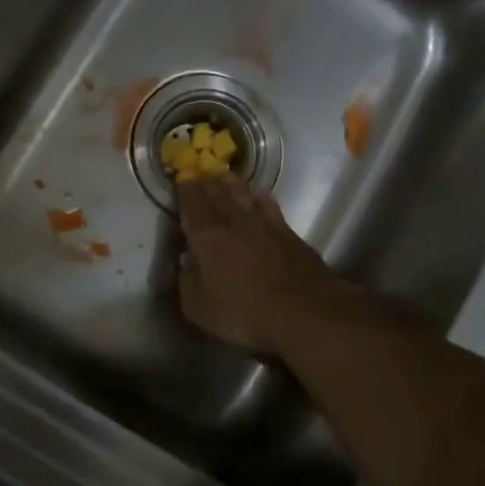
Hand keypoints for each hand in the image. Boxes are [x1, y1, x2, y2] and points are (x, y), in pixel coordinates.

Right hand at [176, 176, 342, 355]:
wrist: (303, 311)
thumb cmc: (243, 313)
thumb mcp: (199, 309)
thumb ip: (187, 281)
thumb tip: (186, 260)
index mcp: (206, 237)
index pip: (192, 206)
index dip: (185, 191)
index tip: (181, 179)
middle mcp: (234, 222)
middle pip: (217, 195)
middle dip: (205, 183)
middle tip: (199, 173)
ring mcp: (264, 224)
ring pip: (243, 194)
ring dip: (231, 184)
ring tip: (224, 176)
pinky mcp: (288, 233)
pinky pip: (269, 205)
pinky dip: (260, 196)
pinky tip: (259, 194)